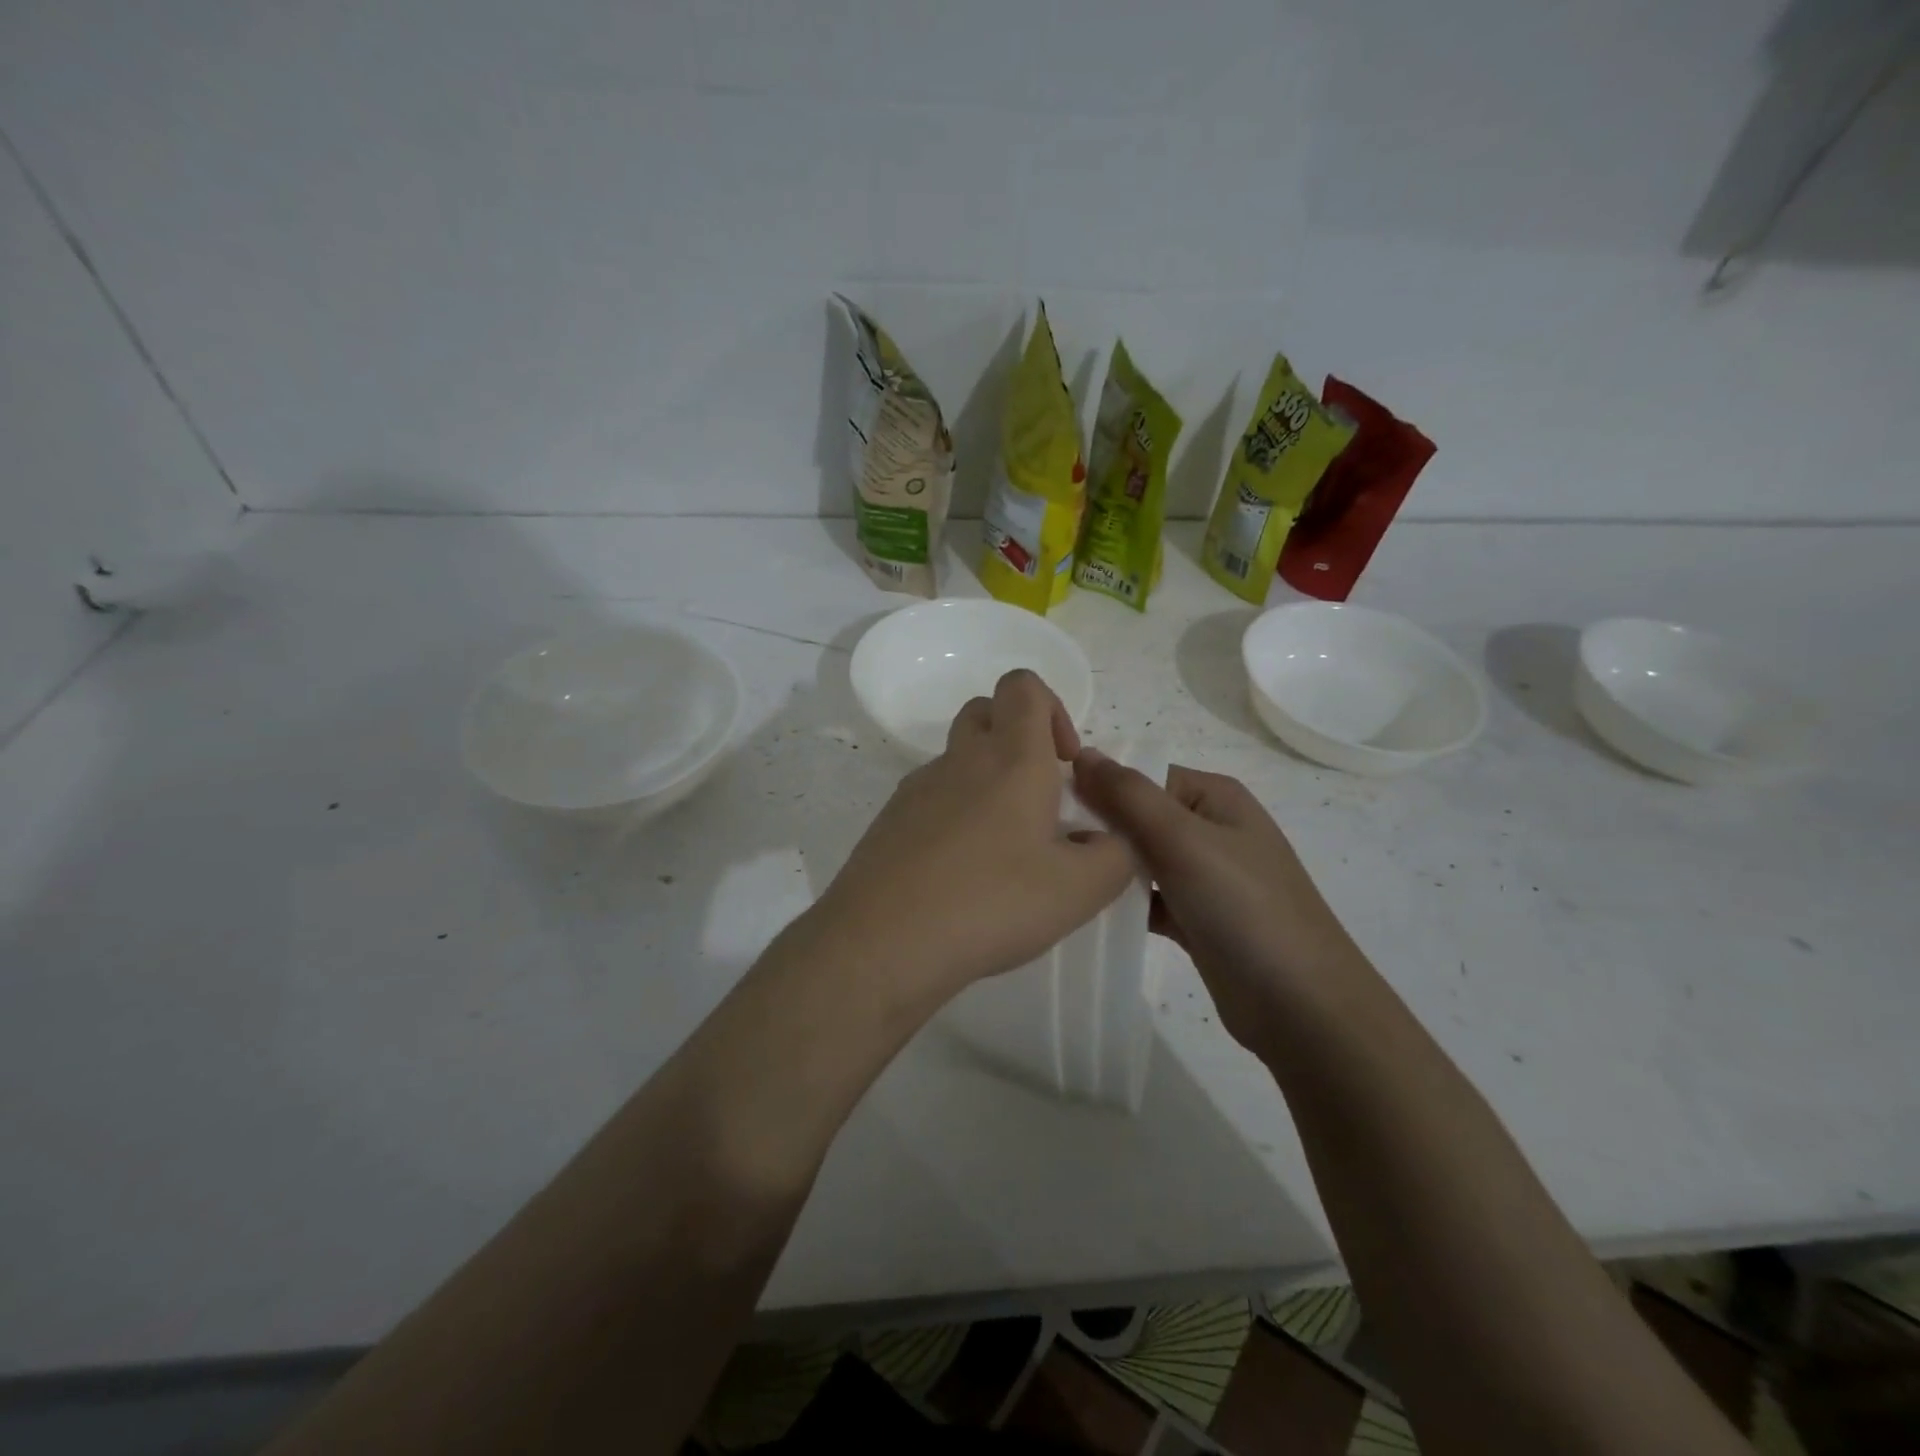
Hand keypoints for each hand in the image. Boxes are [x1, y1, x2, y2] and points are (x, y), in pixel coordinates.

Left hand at [805, 670, 1136, 1008]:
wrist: (884, 941)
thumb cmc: (991, 902)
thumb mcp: (1079, 889)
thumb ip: (1114, 856)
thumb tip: (1106, 841)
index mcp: (1011, 758)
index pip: (1023, 686)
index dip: (1052, 708)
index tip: (1067, 763)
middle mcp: (960, 760)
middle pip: (985, 712)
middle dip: (1017, 737)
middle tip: (1040, 796)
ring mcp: (917, 788)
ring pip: (957, 759)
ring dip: (986, 781)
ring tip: (1005, 848)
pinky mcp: (890, 821)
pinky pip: (931, 799)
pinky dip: (954, 816)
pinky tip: (963, 873)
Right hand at [1071, 754, 1363, 1049]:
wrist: (1301, 1007)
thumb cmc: (1244, 908)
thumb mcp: (1184, 839)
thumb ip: (1129, 795)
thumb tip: (1082, 753)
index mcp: (1214, 797)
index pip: (1143, 774)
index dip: (1098, 784)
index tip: (1046, 804)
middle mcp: (1210, 829)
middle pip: (1138, 816)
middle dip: (1097, 826)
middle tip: (1044, 845)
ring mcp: (1203, 877)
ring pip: (1139, 859)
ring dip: (1105, 866)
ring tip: (1054, 874)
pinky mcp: (1194, 918)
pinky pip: (1146, 898)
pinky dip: (1119, 902)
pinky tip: (1080, 909)